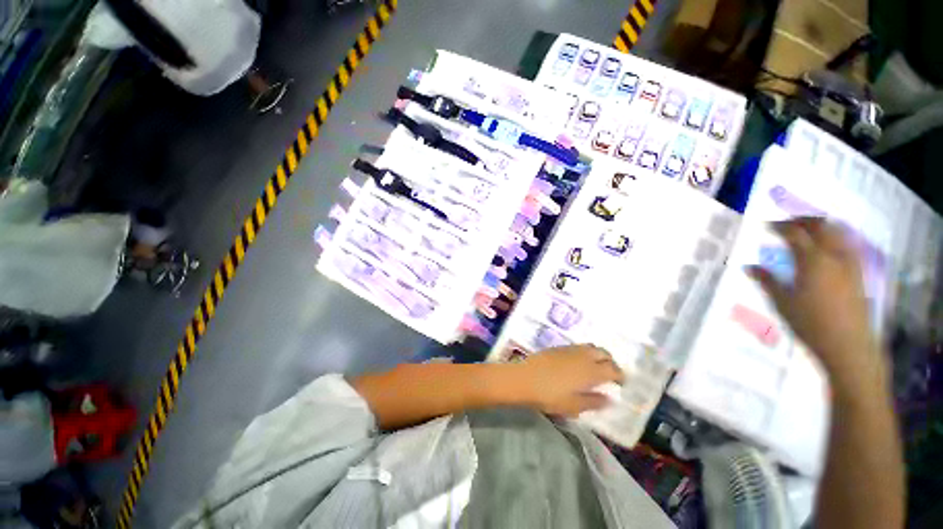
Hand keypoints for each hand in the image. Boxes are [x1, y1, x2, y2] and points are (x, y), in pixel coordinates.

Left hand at [511, 345, 623, 416]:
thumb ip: (594, 402)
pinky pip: (578, 346)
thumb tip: (609, 399)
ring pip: (590, 347)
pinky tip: (578, 362)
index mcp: (590, 371)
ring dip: (597, 355)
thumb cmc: (550, 396)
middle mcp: (583, 356)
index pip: (613, 369)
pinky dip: (585, 352)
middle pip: (603, 353)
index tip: (621, 383)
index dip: (620, 376)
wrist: (524, 378)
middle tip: (610, 373)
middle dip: (610, 362)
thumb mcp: (574, 406)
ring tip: (595, 367)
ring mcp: (569, 349)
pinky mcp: (558, 347)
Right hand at [747, 217, 879, 375]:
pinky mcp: (858, 273)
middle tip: (787, 222)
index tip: (766, 225)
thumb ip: (767, 281)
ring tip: (807, 229)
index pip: (795, 234)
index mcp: (812, 261)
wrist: (848, 345)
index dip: (780, 226)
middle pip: (821, 226)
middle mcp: (834, 256)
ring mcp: (850, 263)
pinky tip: (828, 245)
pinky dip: (836, 238)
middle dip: (803, 220)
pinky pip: (848, 245)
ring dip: (821, 226)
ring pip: (838, 233)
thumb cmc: (810, 324)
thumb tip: (748, 267)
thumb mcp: (783, 303)